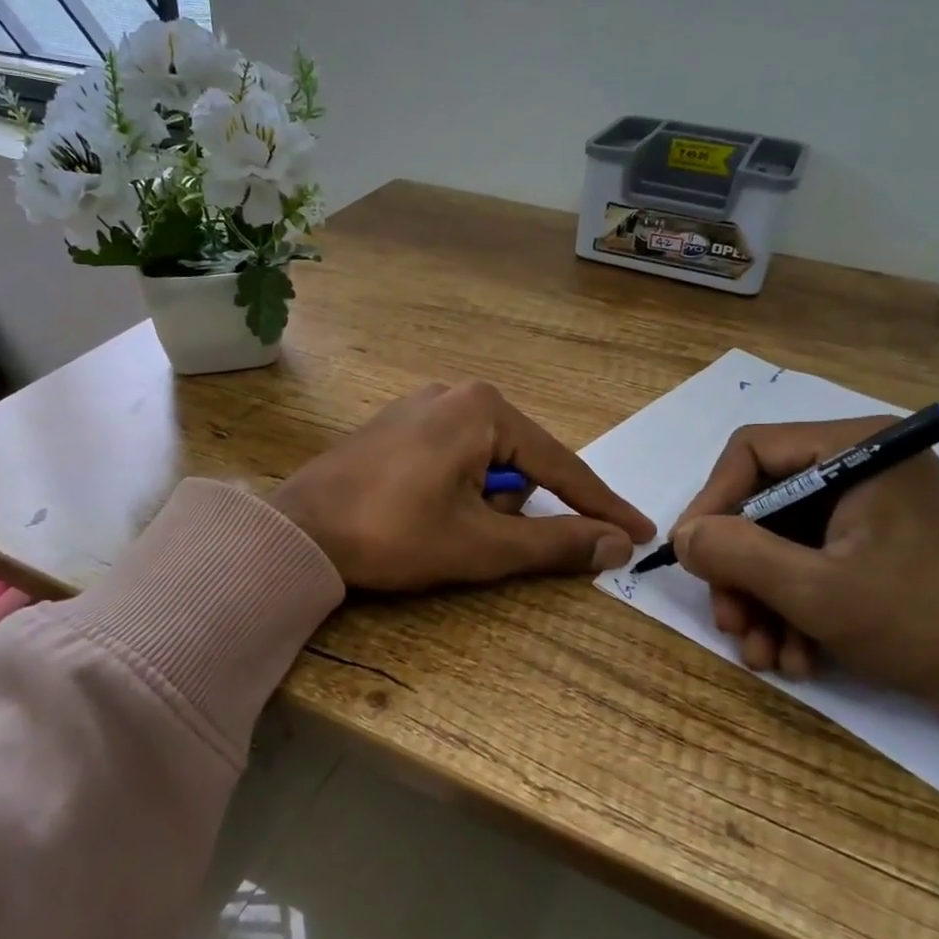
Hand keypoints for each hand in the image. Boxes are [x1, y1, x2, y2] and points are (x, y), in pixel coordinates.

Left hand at [270, 381, 654, 592]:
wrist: (298, 529)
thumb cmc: (394, 534)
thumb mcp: (481, 545)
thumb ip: (554, 543)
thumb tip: (617, 544)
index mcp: (484, 409)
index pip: (561, 465)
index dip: (600, 505)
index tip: (640, 532)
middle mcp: (457, 392)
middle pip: (520, 461)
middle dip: (515, 508)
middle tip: (478, 540)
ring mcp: (423, 404)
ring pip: (486, 461)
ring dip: (484, 502)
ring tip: (442, 529)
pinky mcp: (398, 423)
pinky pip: (453, 455)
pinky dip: (459, 488)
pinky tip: (426, 512)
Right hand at [670, 418, 938, 777]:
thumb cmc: (936, 626)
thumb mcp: (819, 592)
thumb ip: (736, 554)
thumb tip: (681, 536)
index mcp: (856, 450)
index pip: (750, 453)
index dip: (711, 504)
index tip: (690, 559)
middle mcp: (865, 469)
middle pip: (766, 505)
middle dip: (741, 570)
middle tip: (731, 625)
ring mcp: (879, 513)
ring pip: (788, 543)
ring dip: (766, 601)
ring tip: (766, 657)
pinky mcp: (890, 553)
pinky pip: (821, 567)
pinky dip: (800, 611)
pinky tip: (799, 659)